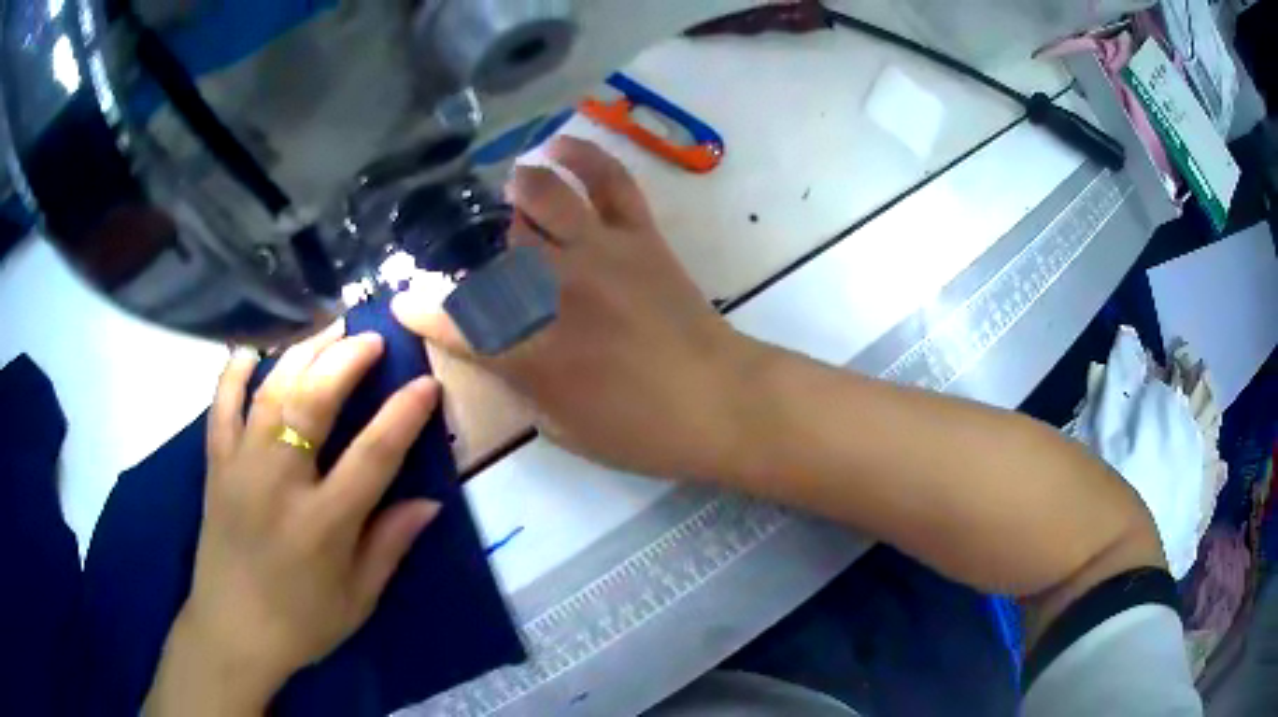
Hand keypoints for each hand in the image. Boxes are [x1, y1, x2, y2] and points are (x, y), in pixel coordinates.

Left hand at [145, 325, 441, 715]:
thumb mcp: (359, 598)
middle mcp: (279, 485)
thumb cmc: (302, 623)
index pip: (373, 456)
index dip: (404, 414)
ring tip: (327, 329)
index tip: (426, 382)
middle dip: (346, 360)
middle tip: (371, 337)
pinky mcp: (215, 466)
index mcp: (323, 525)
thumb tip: (430, 500)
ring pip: (270, 393)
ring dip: (301, 354)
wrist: (232, 632)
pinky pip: (220, 407)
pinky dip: (234, 373)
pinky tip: (251, 351)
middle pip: (312, 404)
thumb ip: (391, 544)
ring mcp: (240, 468)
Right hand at [393, 136, 757, 479]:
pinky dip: (583, 156)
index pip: (457, 324)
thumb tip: (500, 347)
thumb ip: (521, 383)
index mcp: (531, 352)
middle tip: (482, 254)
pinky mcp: (638, 237)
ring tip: (513, 188)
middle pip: (498, 249)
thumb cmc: (640, 431)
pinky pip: (608, 181)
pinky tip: (558, 146)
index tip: (403, 301)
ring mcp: (597, 254)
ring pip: (542, 197)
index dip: (424, 311)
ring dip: (520, 189)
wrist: (719, 403)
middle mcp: (554, 291)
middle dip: (480, 249)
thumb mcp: (562, 428)